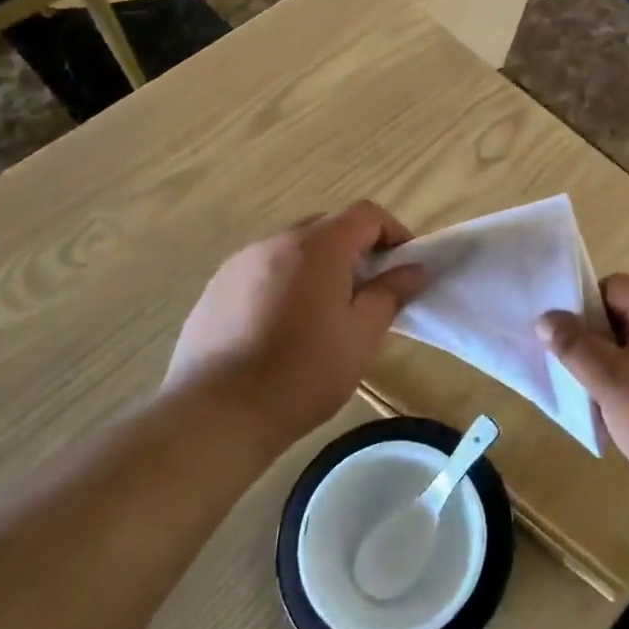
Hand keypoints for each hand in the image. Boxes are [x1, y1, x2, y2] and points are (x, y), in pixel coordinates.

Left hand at [161, 201, 424, 446]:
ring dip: (318, 267)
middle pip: (327, 226)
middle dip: (355, 249)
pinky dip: (284, 284)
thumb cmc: (302, 374)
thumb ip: (390, 294)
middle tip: (368, 292)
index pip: (365, 214)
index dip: (393, 232)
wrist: (216, 415)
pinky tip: (282, 329)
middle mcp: (274, 243)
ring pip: (293, 250)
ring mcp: (238, 264)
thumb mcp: (361, 336)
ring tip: (324, 314)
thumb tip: (413, 270)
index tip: (404, 266)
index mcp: (316, 247)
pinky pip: (262, 271)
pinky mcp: (215, 290)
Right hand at [537, 274, 628, 504]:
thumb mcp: (610, 381)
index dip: (583, 308)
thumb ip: (575, 346)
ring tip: (603, 404)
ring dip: (618, 369)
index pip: (612, 286)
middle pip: (628, 316)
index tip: (566, 342)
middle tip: (578, 377)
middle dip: (598, 344)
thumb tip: (547, 317)